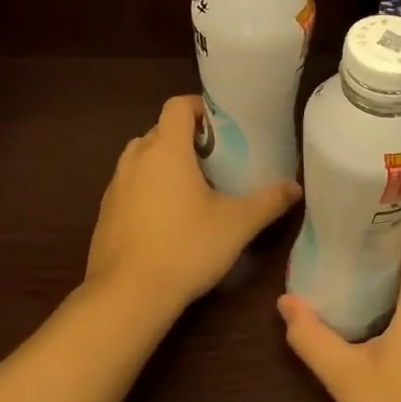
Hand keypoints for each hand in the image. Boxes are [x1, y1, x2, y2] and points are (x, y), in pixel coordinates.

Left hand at [86, 95, 300, 317]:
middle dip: (186, 138)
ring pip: (142, 158)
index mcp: (166, 149)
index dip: (200, 108)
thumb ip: (269, 201)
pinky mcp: (105, 213)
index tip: (222, 128)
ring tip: (192, 188)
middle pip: (160, 131)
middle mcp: (136, 159)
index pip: (178, 105)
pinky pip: (130, 186)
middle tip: (215, 160)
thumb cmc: (186, 247)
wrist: (128, 295)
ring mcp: (115, 186)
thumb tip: (295, 187)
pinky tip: (167, 219)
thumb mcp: (237, 224)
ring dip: (164, 163)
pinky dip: (148, 189)